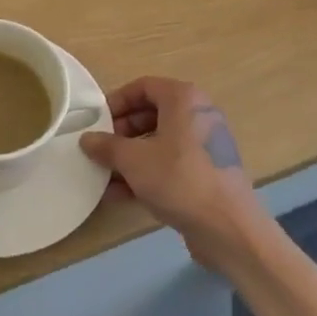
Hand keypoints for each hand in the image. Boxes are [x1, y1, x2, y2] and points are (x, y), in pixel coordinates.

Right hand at [79, 77, 262, 269]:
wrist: (229, 229)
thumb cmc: (179, 179)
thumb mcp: (133, 160)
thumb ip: (106, 146)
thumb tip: (87, 139)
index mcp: (184, 99)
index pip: (143, 86)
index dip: (117, 101)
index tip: (96, 120)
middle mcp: (198, 116)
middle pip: (151, 114)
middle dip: (121, 131)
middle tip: (100, 148)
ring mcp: (204, 146)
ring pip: (159, 142)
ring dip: (130, 156)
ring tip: (104, 174)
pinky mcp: (206, 173)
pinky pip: (170, 165)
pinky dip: (146, 174)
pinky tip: (119, 195)